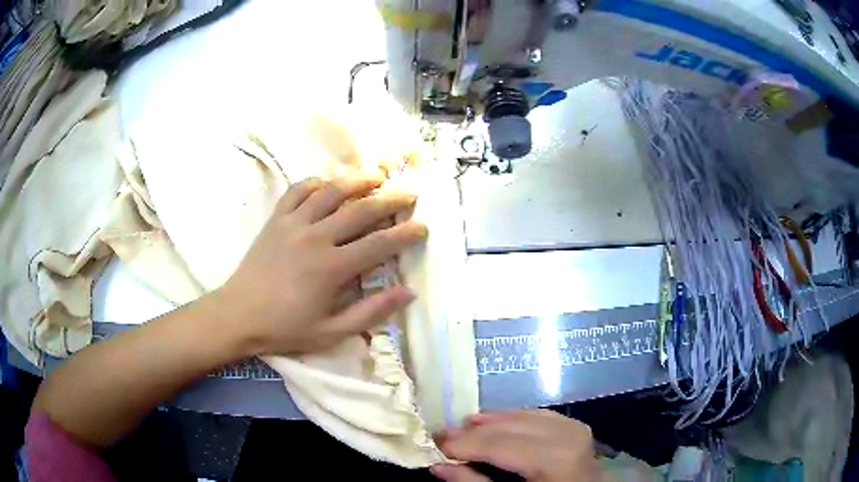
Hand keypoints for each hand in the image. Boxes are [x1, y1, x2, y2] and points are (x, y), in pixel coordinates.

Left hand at [215, 174, 425, 354]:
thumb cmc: (285, 328)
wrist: (238, 315)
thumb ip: (371, 312)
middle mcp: (316, 238)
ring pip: (331, 192)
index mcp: (331, 268)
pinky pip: (298, 191)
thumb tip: (409, 292)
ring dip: (357, 181)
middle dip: (390, 200)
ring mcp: (293, 224)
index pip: (378, 244)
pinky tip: (327, 184)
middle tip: (410, 194)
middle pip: (360, 210)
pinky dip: (316, 183)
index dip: (405, 234)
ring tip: (376, 175)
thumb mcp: (332, 331)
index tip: (423, 226)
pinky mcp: (276, 219)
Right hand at [432, 410, 599, 481]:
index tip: (434, 444)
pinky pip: (539, 415)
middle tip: (441, 435)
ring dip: (491, 421)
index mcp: (555, 460)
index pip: (499, 445)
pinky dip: (513, 418)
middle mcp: (568, 436)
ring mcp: (576, 429)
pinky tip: (497, 421)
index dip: (464, 444)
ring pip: (523, 416)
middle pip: (509, 427)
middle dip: (472, 432)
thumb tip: (438, 466)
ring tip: (464, 426)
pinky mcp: (577, 428)